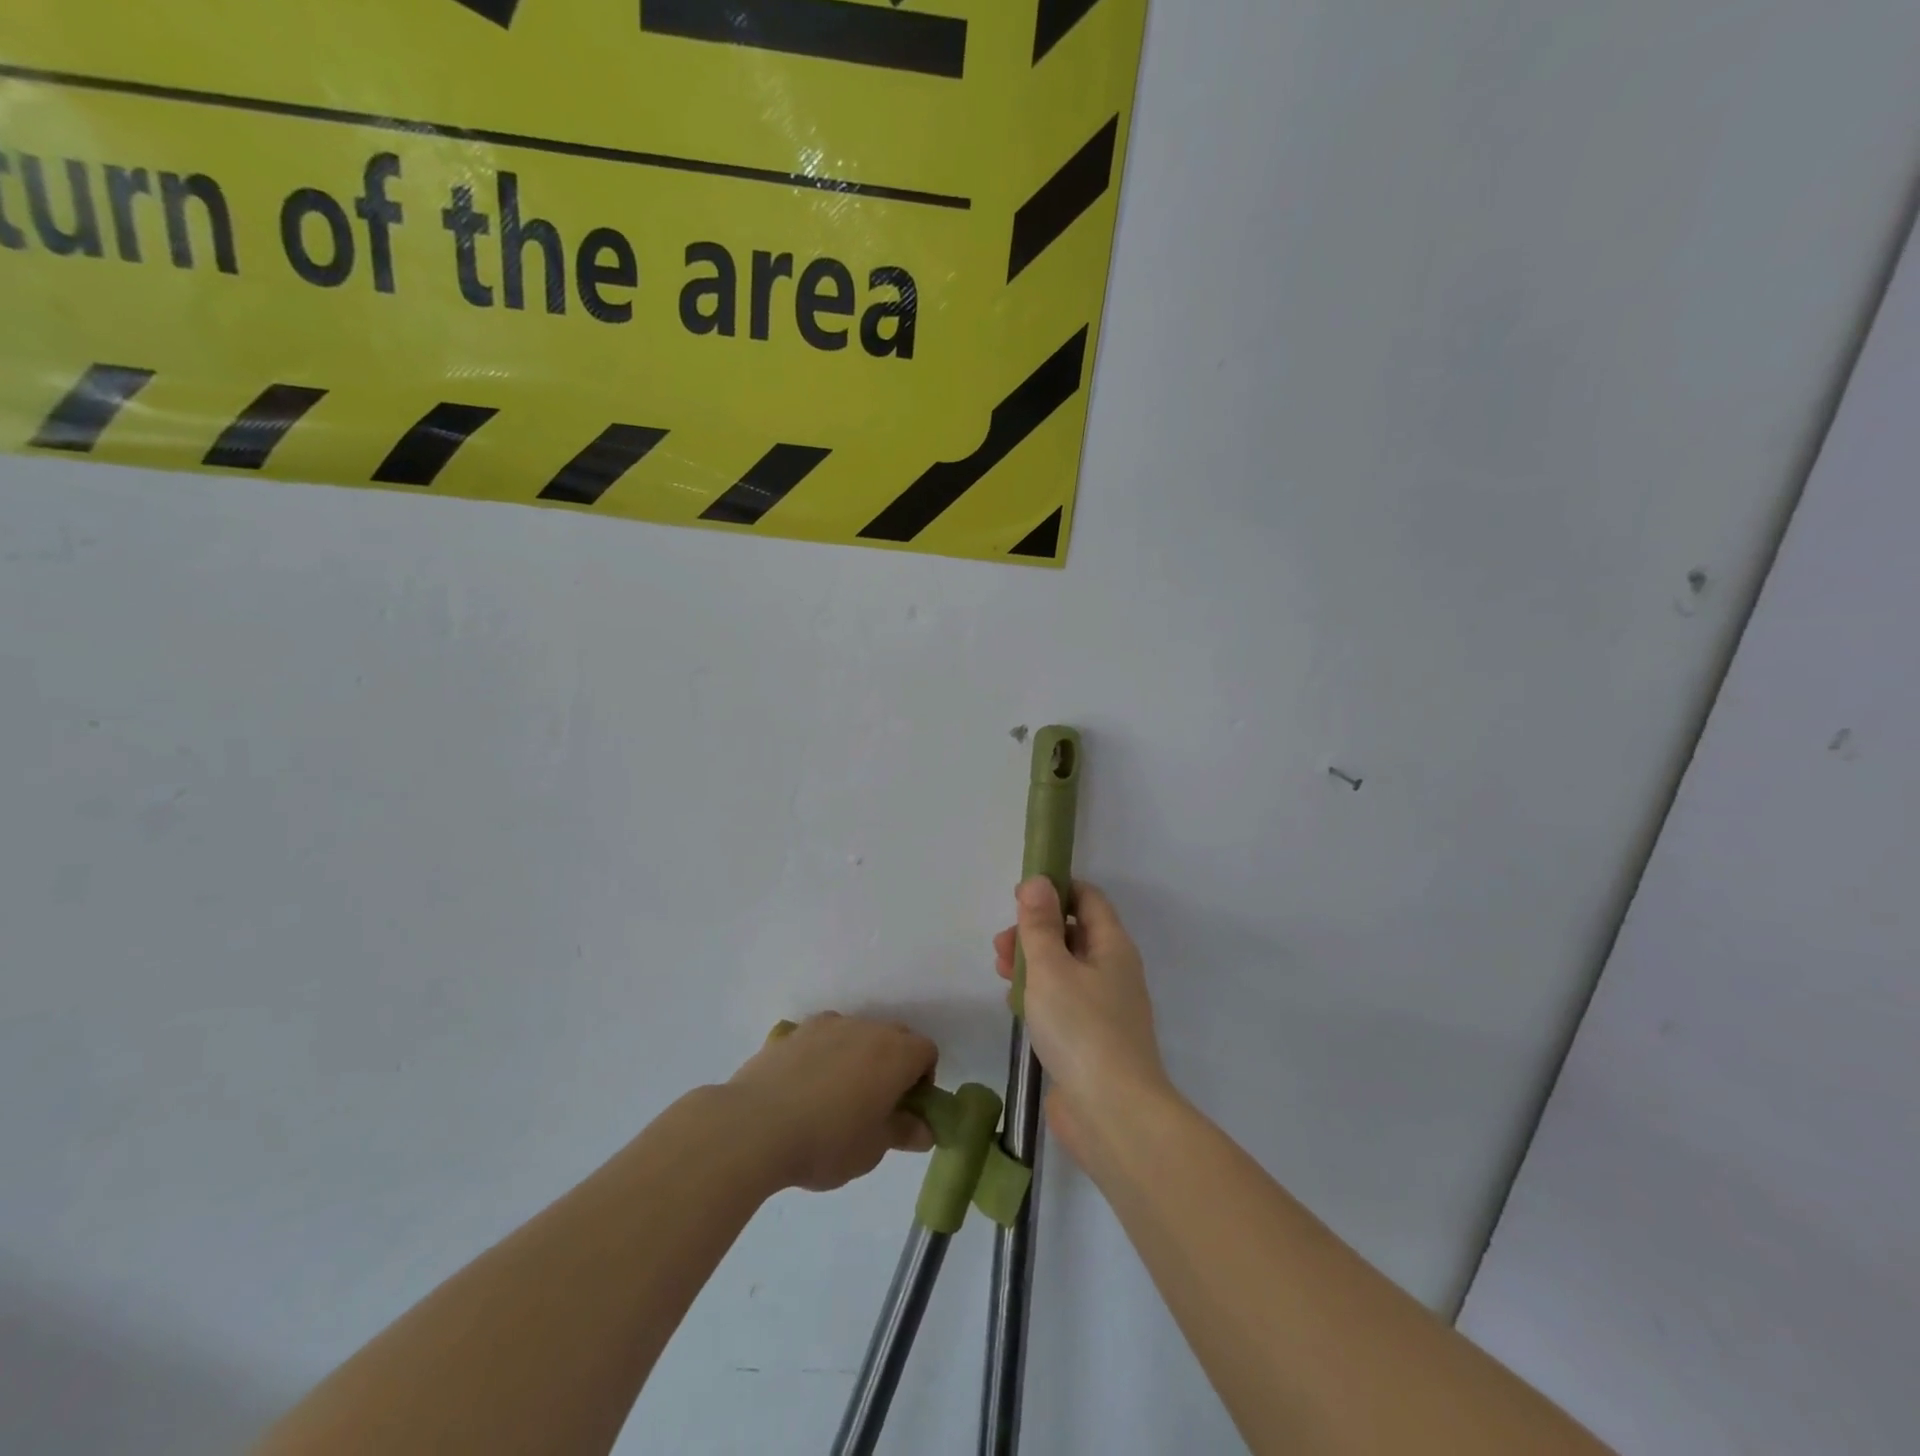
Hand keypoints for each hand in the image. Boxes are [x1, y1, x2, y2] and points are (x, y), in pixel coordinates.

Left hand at [728, 1013, 937, 1192]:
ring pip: (857, 1034)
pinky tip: (804, 1089)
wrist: (755, 1126)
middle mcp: (866, 1028)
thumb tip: (923, 1127)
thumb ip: (903, 1132)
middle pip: (894, 1037)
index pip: (926, 1051)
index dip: (923, 1080)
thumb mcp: (872, 1149)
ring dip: (858, 1056)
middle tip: (875, 1105)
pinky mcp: (794, 1031)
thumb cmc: (826, 1141)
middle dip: (893, 1065)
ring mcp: (828, 1025)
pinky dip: (823, 1055)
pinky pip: (822, 1038)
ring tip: (835, 1097)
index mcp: (895, 1053)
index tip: (905, 1110)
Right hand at [993, 879, 1172, 1165]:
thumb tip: (1038, 880)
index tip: (1018, 897)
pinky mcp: (1091, 1040)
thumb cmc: (1081, 1029)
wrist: (1113, 1114)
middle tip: (1000, 945)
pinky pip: (1063, 1002)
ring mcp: (1104, 1008)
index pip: (1087, 899)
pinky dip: (1039, 995)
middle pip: (1072, 934)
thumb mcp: (1051, 968)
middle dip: (1035, 931)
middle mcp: (1113, 971)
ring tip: (1000, 973)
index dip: (1055, 890)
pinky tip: (1015, 1007)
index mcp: (1112, 947)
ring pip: (1064, 969)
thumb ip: (1039, 924)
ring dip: (1032, 963)